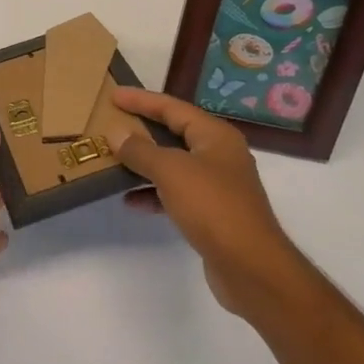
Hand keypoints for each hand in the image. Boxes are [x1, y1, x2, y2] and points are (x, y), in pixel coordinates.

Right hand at [110, 87, 296, 320]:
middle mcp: (219, 155)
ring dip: (145, 163)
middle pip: (174, 133)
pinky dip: (154, 193)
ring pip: (173, 164)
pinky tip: (131, 201)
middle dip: (142, 129)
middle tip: (112, 122)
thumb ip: (141, 150)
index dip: (142, 100)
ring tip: (114, 161)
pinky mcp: (212, 214)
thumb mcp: (171, 171)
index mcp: (215, 135)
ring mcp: (217, 185)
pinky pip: (176, 193)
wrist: (251, 268)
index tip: (114, 95)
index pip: (173, 107)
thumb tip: (117, 133)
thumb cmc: (213, 207)